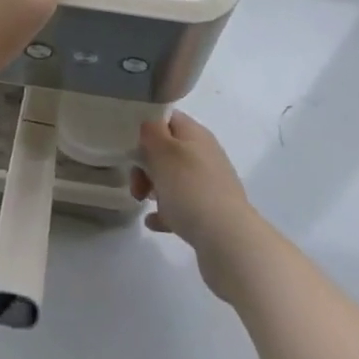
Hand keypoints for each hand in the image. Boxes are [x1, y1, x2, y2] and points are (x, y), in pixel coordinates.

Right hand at [130, 111, 262, 299]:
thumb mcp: (163, 152)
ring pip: (173, 179)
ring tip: (143, 201)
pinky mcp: (210, 213)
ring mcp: (209, 185)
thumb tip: (149, 125)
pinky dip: (165, 212)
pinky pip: (181, 206)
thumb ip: (151, 132)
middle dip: (145, 164)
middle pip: (167, 150)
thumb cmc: (191, 189)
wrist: (229, 241)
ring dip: (154, 187)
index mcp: (195, 134)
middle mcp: (204, 155)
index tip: (129, 144)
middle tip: (136, 182)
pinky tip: (153, 222)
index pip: (167, 117)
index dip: (146, 126)